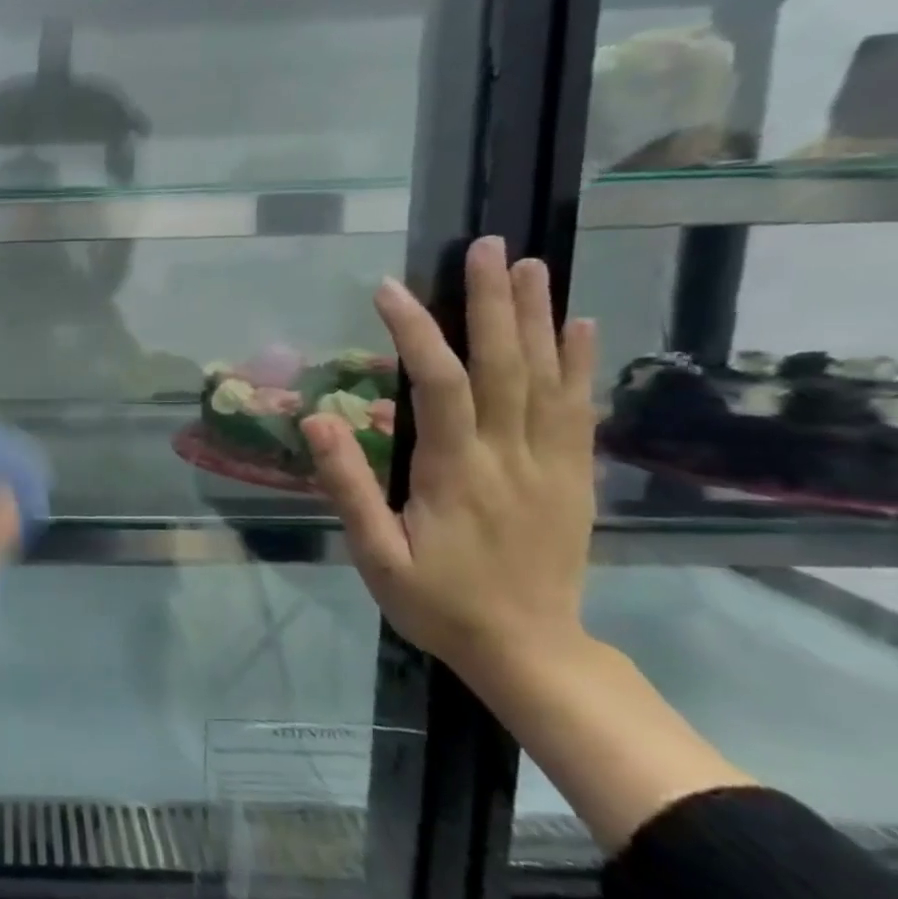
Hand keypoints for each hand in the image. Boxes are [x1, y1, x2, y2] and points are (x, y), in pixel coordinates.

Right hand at [303, 236, 598, 674]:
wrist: (530, 651)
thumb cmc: (438, 603)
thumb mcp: (375, 556)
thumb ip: (347, 486)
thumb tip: (317, 419)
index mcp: (456, 474)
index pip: (440, 384)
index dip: (415, 331)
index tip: (389, 289)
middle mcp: (511, 457)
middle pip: (506, 365)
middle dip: (493, 302)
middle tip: (486, 247)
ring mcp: (551, 465)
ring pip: (549, 378)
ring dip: (541, 317)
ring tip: (532, 265)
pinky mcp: (574, 477)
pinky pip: (579, 410)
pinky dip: (581, 363)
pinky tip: (580, 326)